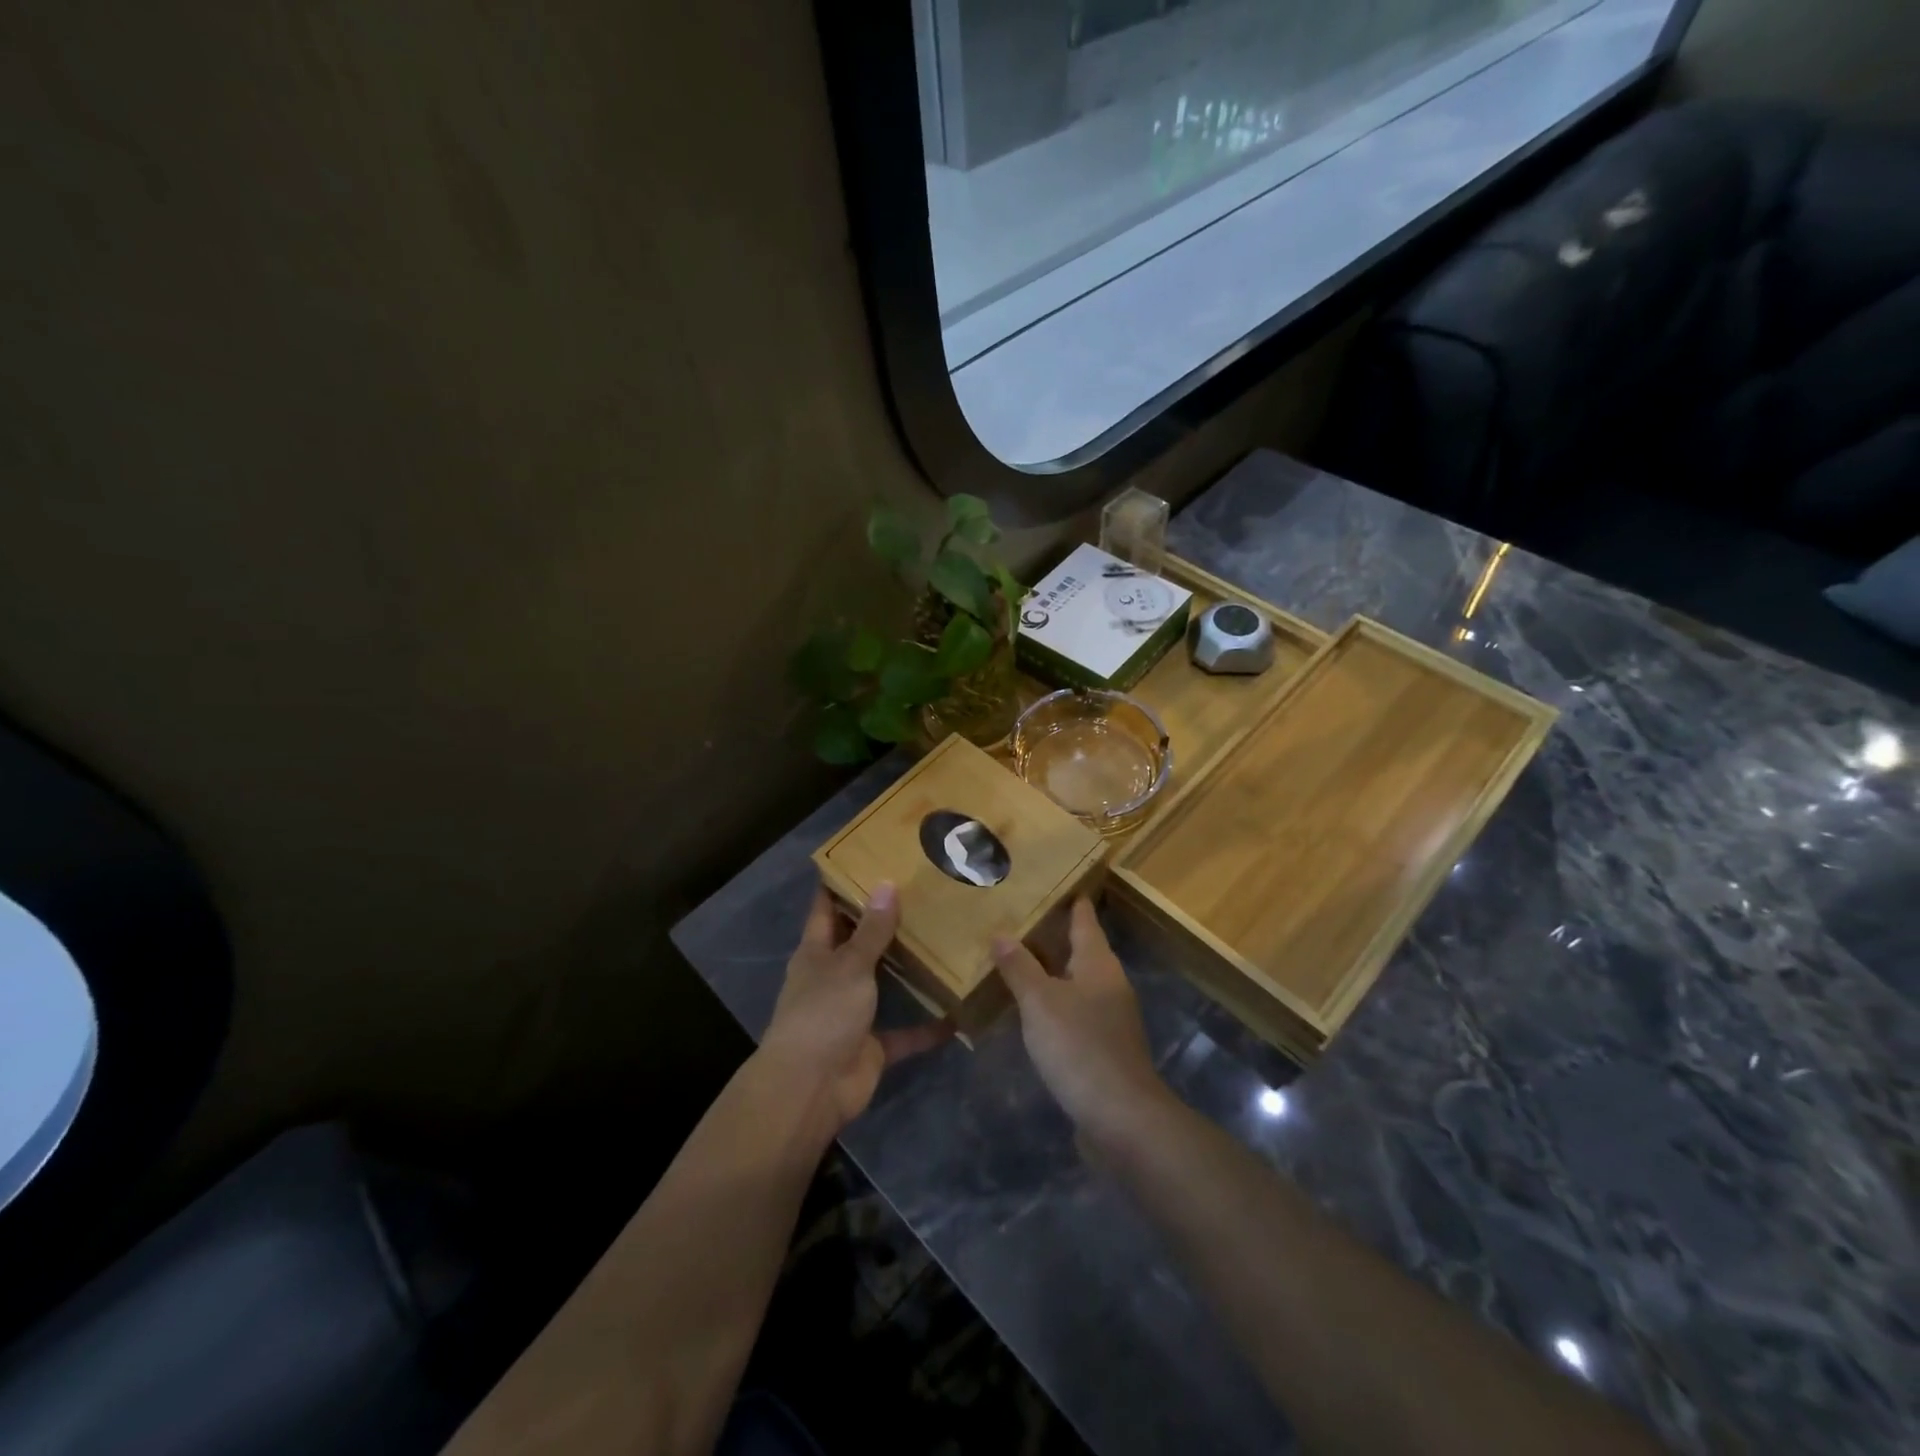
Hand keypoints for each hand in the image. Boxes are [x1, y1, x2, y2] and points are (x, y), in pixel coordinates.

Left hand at [760, 881, 951, 1138]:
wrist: (811, 1089)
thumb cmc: (823, 1014)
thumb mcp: (849, 965)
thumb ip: (871, 930)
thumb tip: (887, 885)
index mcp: (816, 953)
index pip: (825, 909)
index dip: (839, 884)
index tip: (865, 857)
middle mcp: (833, 978)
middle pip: (858, 943)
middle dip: (884, 922)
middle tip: (922, 893)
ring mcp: (852, 1013)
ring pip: (884, 984)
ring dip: (908, 970)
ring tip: (944, 940)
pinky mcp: (873, 1046)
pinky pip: (906, 1032)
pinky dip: (928, 1027)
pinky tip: (958, 1013)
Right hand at [993, 898, 1170, 1149]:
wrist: (1121, 1118)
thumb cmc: (1079, 1047)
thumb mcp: (1040, 1002)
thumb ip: (1020, 967)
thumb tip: (1001, 933)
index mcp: (1098, 963)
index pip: (1085, 920)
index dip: (1072, 901)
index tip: (1054, 882)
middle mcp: (1109, 984)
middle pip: (1082, 949)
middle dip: (1055, 935)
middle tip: (1020, 918)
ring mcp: (1110, 1017)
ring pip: (1078, 982)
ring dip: (1052, 970)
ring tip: (1019, 960)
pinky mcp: (1104, 1047)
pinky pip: (1076, 1011)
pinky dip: (1055, 1002)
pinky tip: (1033, 1010)